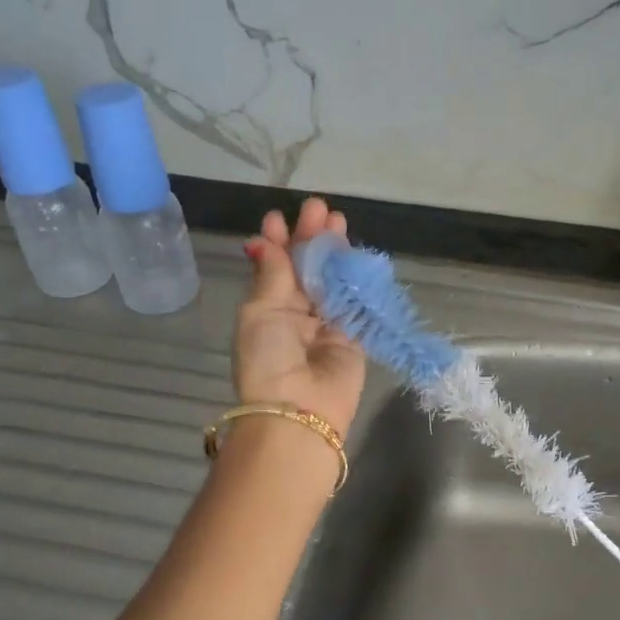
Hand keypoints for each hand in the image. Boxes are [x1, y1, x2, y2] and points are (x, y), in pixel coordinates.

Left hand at [233, 198, 367, 437]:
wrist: (299, 410)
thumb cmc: (268, 358)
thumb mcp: (261, 311)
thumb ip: (273, 274)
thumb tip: (264, 241)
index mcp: (267, 308)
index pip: (274, 267)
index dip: (278, 242)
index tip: (280, 217)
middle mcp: (296, 313)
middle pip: (307, 268)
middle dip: (311, 239)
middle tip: (320, 209)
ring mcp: (327, 324)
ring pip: (333, 280)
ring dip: (336, 252)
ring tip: (339, 222)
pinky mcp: (354, 336)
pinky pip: (356, 301)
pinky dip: (357, 278)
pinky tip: (358, 255)